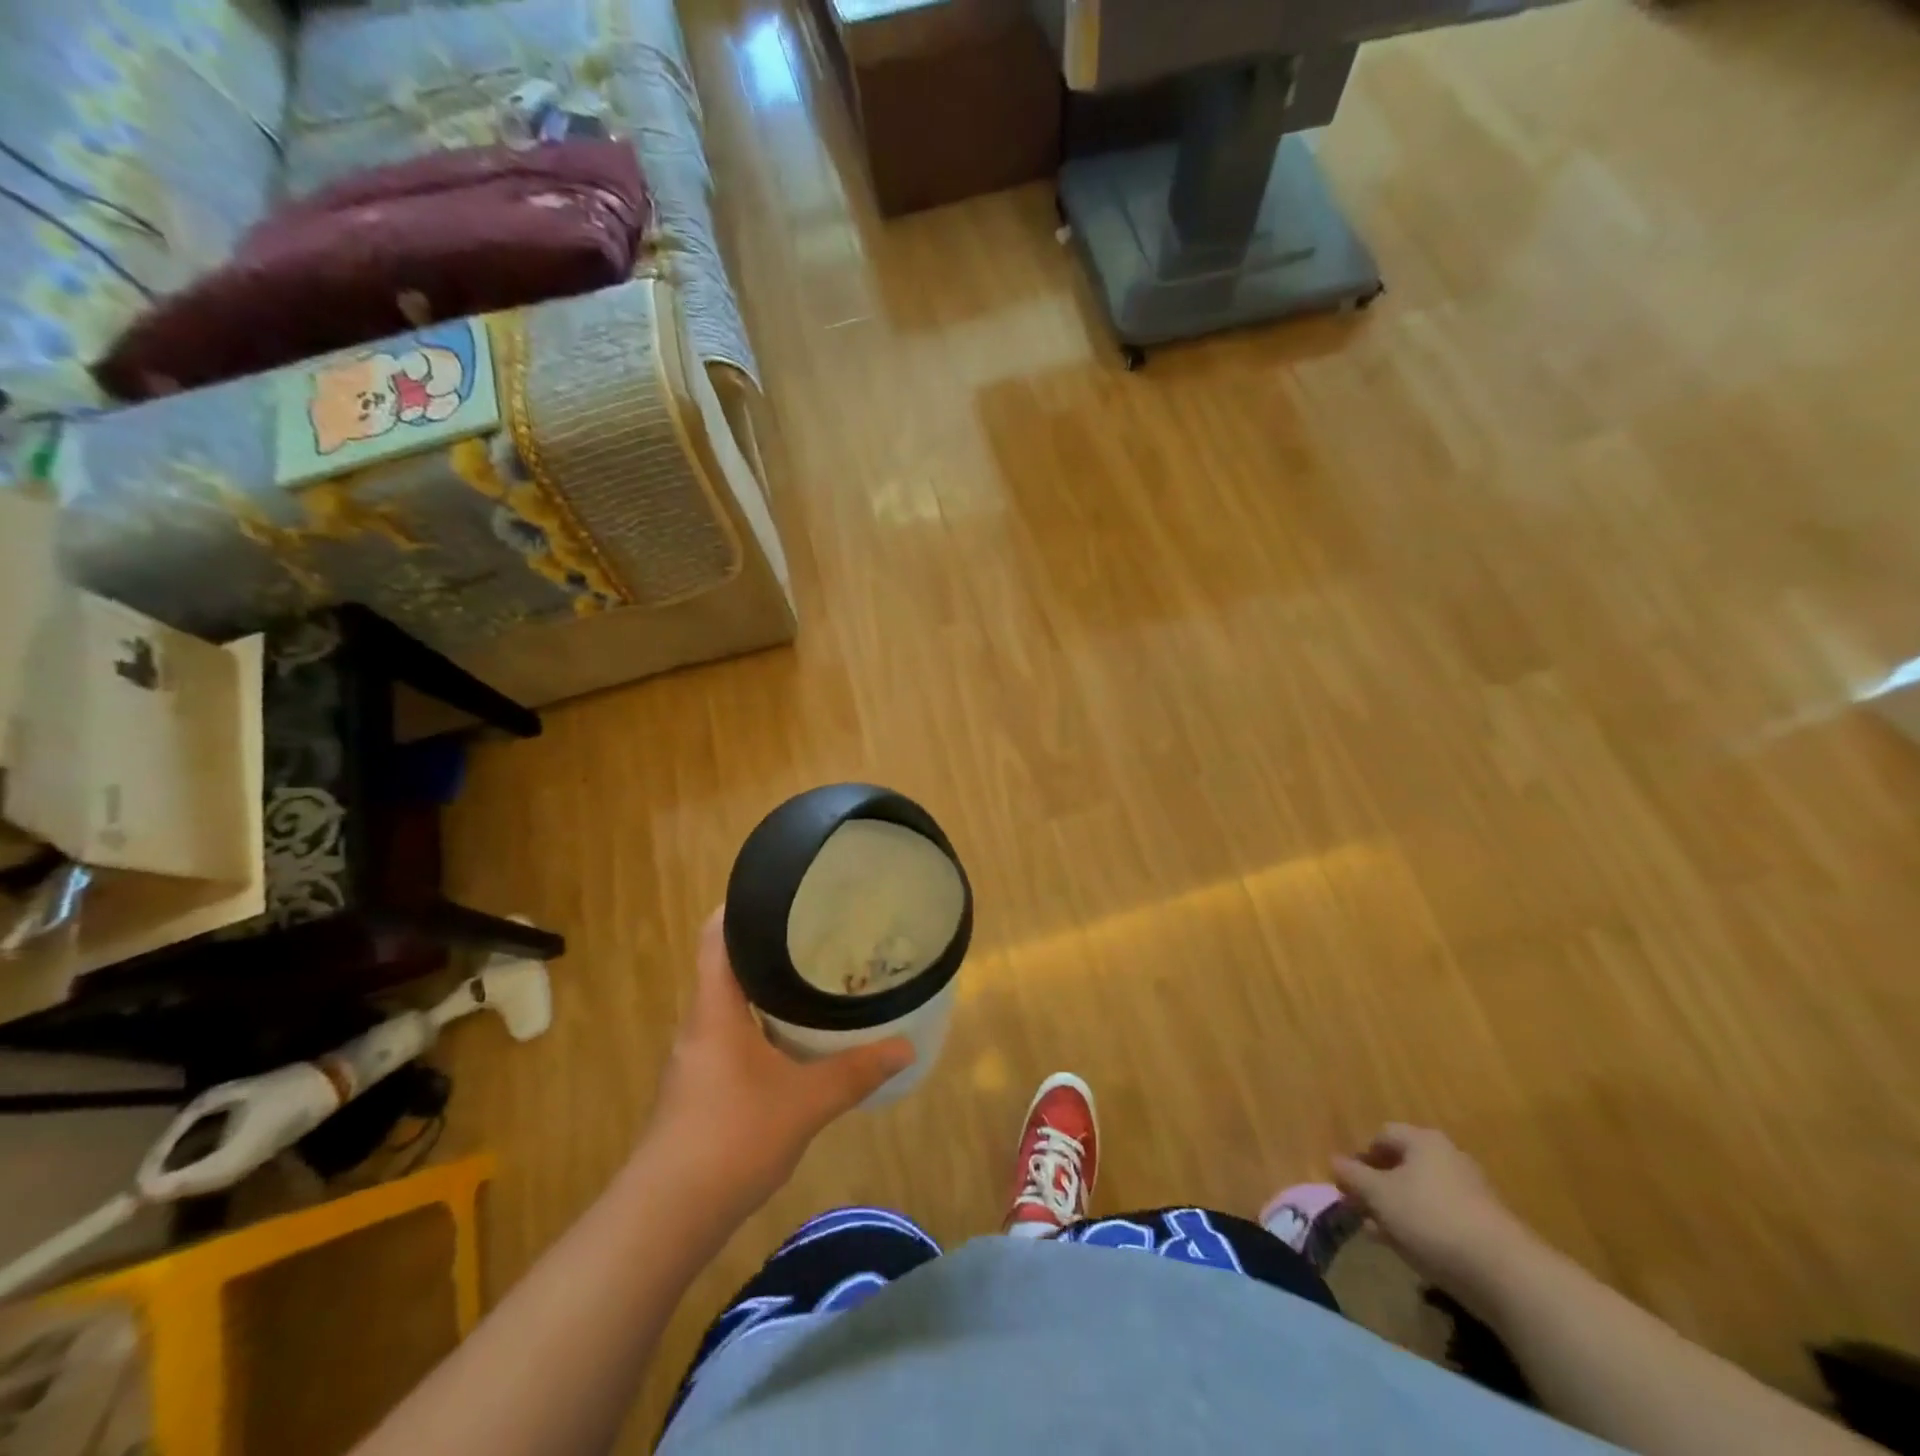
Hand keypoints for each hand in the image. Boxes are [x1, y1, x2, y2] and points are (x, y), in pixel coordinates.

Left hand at [642, 909, 914, 1218]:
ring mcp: (698, 1056)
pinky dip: (763, 1023)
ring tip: (815, 976)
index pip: (717, 934)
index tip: (783, 891)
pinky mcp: (702, 1086)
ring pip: (732, 1002)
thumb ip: (855, 1072)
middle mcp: (701, 1022)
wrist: (665, 1217)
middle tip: (818, 932)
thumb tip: (906, 1047)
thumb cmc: (731, 1139)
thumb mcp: (805, 1102)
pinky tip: (796, 1038)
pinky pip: (734, 1034)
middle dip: (769, 945)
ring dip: (767, 987)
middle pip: (728, 964)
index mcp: (716, 1008)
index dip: (743, 905)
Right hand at [1333, 1125, 1531, 1299]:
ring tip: (1382, 1235)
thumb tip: (1333, 1161)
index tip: (1349, 1183)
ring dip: (1399, 1210)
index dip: (1361, 1156)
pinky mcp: (1487, 1226)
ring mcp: (1472, 1192)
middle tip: (1362, 1210)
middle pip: (1404, 1165)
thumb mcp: (1379, 1196)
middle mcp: (1449, 1158)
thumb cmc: (1431, 1219)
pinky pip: (1443, 1217)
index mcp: (1423, 1140)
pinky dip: (1424, 1228)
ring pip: (1422, 1194)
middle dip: (1379, 1186)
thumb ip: (1353, 1176)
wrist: (1507, 1274)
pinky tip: (1413, 1251)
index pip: (1383, 1135)